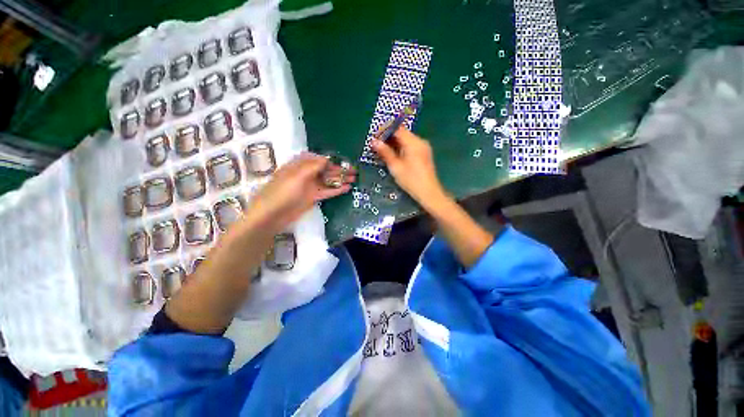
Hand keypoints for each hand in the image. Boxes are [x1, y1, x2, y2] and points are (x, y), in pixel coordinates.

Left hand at [246, 153, 354, 231]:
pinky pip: (327, 191)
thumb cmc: (282, 192)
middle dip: (339, 169)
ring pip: (328, 181)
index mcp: (299, 165)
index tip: (343, 161)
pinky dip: (337, 189)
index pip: (317, 159)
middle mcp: (306, 174)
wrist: (272, 215)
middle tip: (354, 170)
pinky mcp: (313, 198)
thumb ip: (312, 166)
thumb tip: (327, 159)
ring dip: (340, 179)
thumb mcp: (296, 175)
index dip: (330, 159)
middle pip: (325, 170)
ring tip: (354, 178)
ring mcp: (310, 187)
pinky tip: (347, 188)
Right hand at [371, 127, 446, 206]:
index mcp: (413, 143)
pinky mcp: (424, 154)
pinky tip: (394, 156)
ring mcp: (424, 147)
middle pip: (402, 133)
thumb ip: (385, 152)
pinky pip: (411, 146)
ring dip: (395, 143)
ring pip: (406, 140)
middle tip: (377, 145)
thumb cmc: (411, 180)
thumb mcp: (395, 167)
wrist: (429, 192)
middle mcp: (420, 141)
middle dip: (389, 137)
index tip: (375, 137)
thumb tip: (374, 142)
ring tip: (383, 151)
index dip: (385, 131)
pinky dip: (401, 148)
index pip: (397, 129)